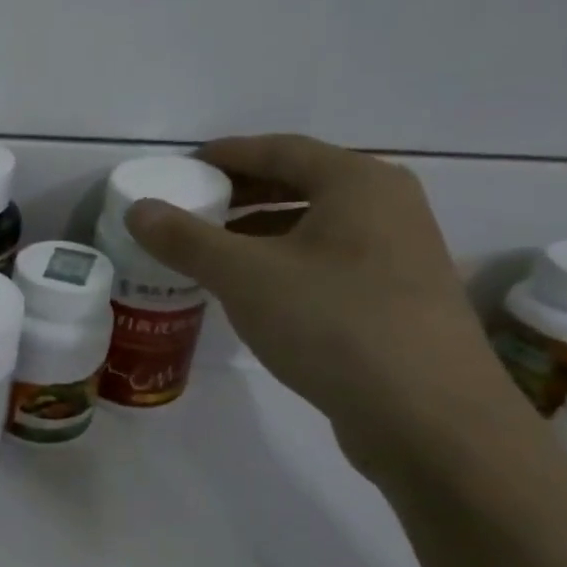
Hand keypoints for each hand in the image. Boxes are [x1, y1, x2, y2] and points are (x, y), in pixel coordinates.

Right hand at [125, 134, 517, 474]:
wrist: (427, 416)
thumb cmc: (333, 323)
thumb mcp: (244, 276)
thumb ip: (186, 239)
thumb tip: (138, 209)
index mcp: (358, 183)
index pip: (280, 149)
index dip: (226, 154)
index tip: (181, 169)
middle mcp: (387, 207)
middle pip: (300, 183)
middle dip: (241, 193)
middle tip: (189, 208)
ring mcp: (398, 255)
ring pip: (313, 226)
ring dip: (258, 231)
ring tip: (209, 251)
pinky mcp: (394, 299)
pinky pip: (325, 262)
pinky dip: (282, 263)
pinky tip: (251, 292)